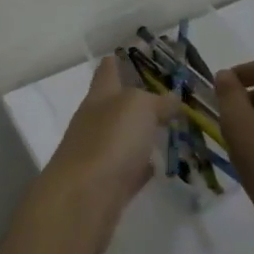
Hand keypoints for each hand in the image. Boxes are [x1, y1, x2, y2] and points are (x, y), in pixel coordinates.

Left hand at [35, 55, 180, 253]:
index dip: (116, 62)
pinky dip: (139, 166)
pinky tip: (154, 166)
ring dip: (139, 132)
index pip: (107, 72)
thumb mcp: (138, 108)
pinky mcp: (107, 186)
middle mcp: (94, 122)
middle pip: (114, 105)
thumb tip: (170, 99)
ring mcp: (98, 155)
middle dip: (133, 98)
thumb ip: (156, 101)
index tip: (125, 53)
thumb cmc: (110, 142)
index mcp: (99, 98)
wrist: (84, 200)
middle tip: (164, 95)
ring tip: (166, 127)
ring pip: (122, 137)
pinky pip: (127, 169)